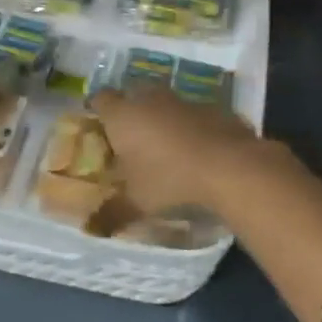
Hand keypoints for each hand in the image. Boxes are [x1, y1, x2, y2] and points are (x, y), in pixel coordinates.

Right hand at [91, 85, 266, 217]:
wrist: (226, 164)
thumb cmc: (168, 179)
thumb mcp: (136, 202)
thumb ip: (112, 212)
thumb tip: (94, 226)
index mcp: (122, 115)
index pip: (101, 99)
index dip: (98, 110)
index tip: (100, 126)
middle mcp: (149, 98)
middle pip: (133, 95)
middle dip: (131, 112)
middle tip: (131, 137)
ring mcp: (181, 99)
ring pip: (163, 102)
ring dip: (161, 117)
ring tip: (164, 146)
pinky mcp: (209, 106)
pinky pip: (190, 113)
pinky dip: (188, 125)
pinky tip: (194, 148)